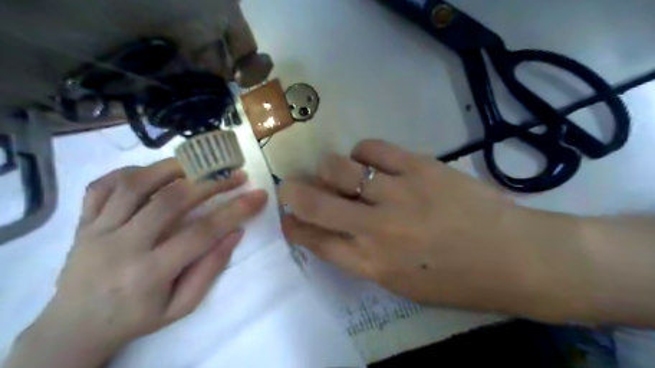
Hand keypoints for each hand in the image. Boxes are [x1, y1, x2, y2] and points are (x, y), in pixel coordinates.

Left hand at [6, 159, 266, 367]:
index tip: (259, 195)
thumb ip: (209, 269)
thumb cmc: (137, 318)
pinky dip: (130, 172)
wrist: (74, 327)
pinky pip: (102, 186)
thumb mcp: (181, 306)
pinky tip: (154, 172)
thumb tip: (235, 233)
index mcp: (150, 273)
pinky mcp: (82, 223)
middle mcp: (122, 246)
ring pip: (135, 185)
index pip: (201, 233)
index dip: (235, 210)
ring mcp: (97, 230)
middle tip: (235, 175)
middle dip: (210, 183)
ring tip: (200, 162)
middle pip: (171, 201)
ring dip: (173, 167)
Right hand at [279, 139, 585, 320]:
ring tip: (339, 174)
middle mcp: (376, 228)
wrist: (515, 257)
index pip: (314, 240)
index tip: (288, 217)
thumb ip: (363, 258)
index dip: (294, 226)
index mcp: (371, 263)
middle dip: (292, 193)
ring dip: (328, 169)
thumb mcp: (401, 283)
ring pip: (338, 168)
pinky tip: (369, 162)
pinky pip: (372, 149)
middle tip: (292, 187)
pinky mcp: (419, 167)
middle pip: (314, 202)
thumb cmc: (457, 280)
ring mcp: (397, 193)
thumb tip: (336, 230)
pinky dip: (362, 153)